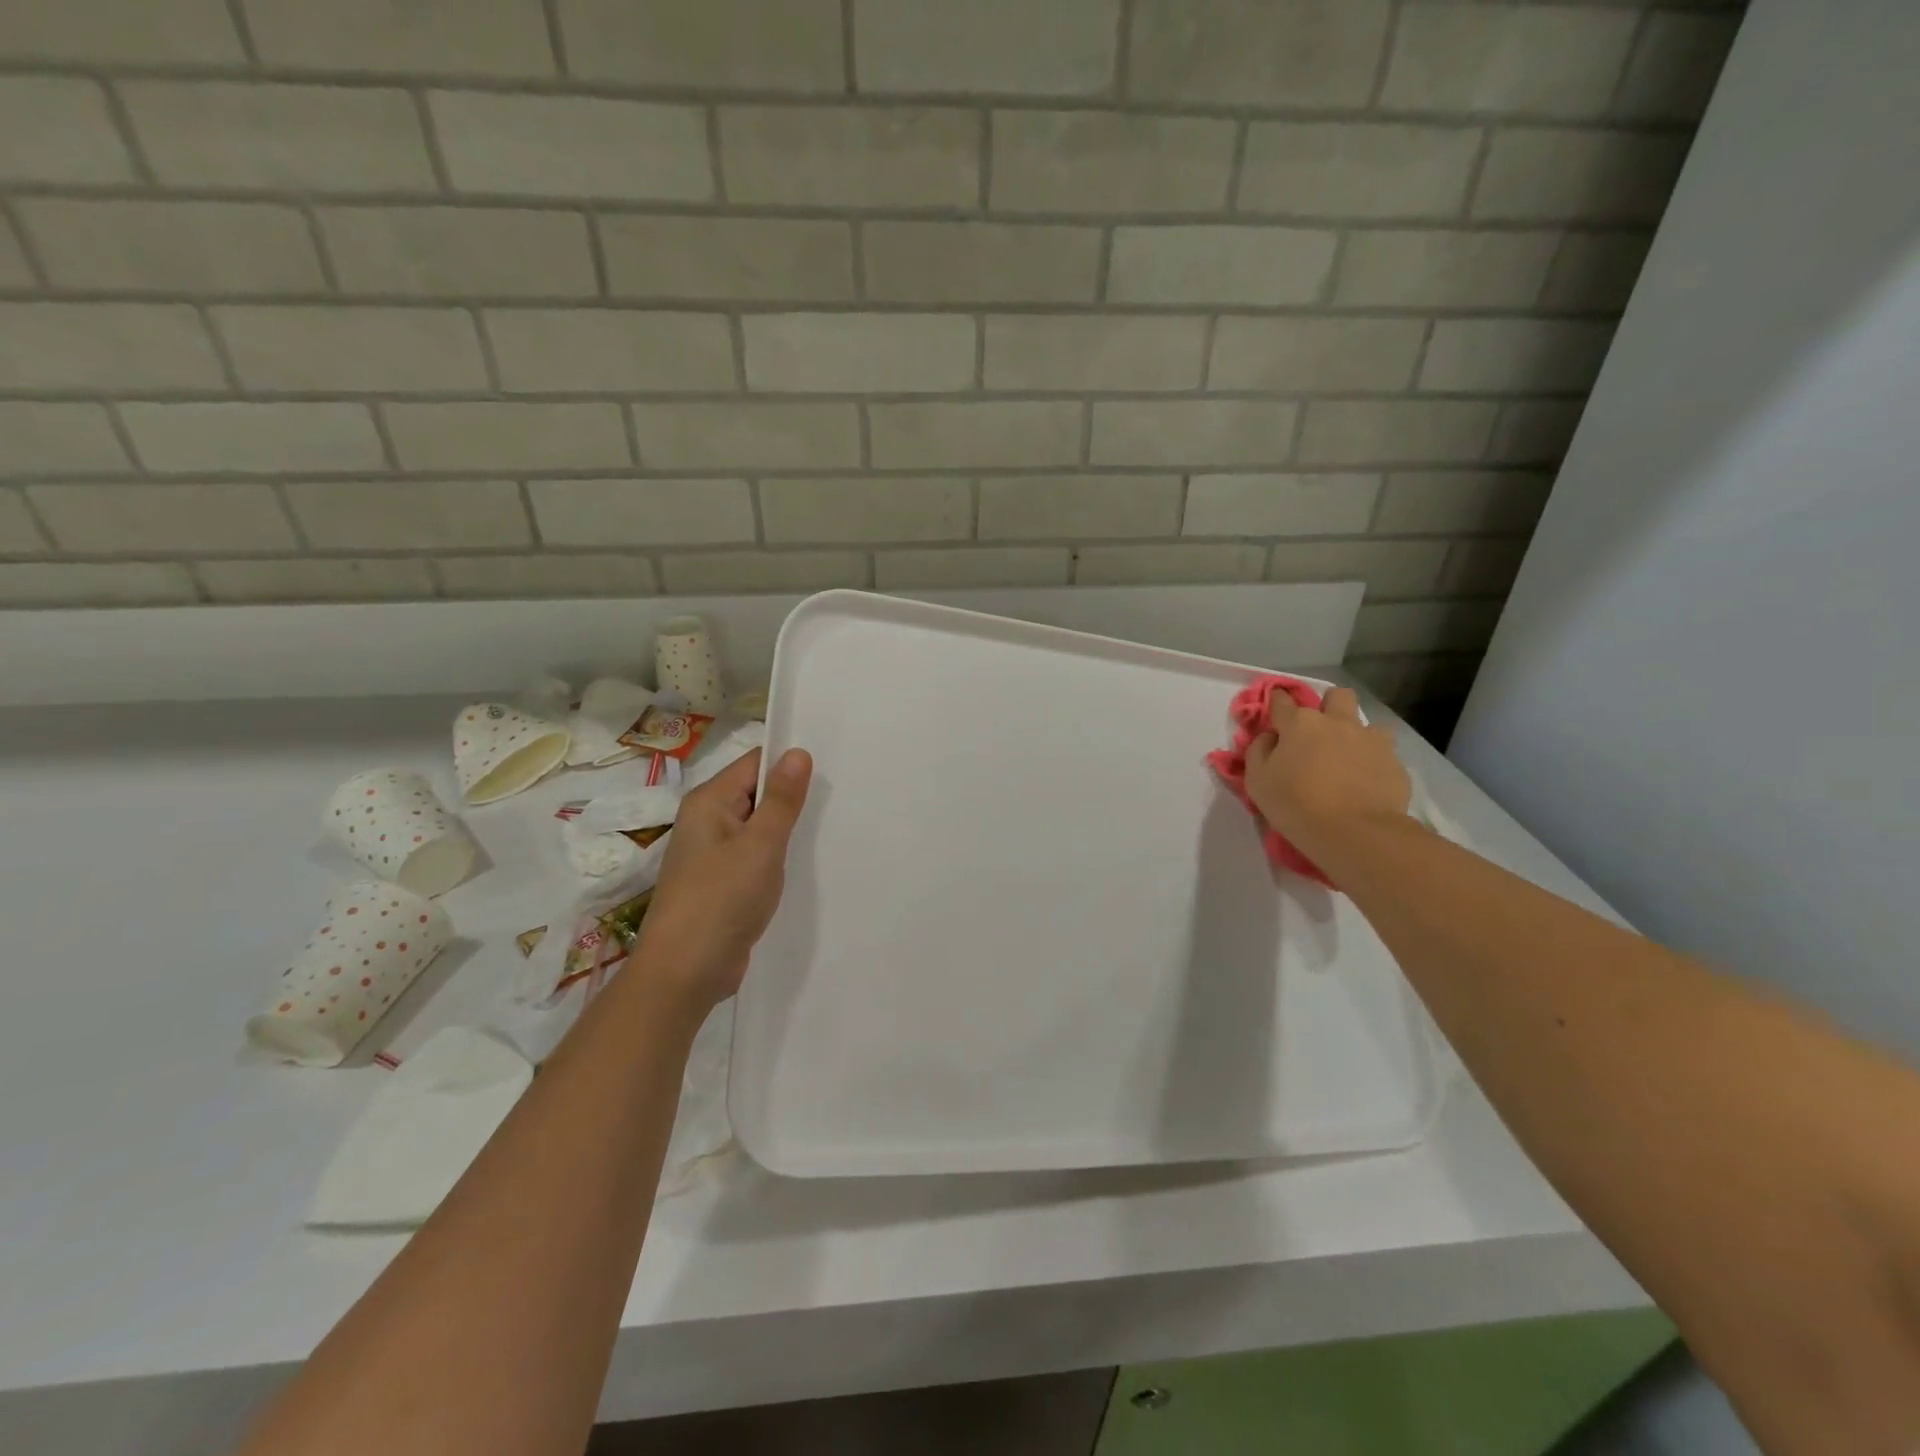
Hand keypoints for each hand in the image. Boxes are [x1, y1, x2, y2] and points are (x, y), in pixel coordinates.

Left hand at [637, 746, 812, 1011]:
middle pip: (757, 793)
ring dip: (787, 829)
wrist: (684, 973)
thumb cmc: (721, 900)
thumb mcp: (760, 845)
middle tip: (840, 796)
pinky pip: (755, 856)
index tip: (831, 766)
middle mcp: (707, 822)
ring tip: (831, 825)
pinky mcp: (723, 883)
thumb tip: (797, 752)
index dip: (790, 762)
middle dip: (793, 796)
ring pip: (758, 827)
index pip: (754, 764)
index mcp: (709, 802)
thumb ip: (782, 800)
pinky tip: (805, 863)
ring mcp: (714, 854)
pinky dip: (777, 856)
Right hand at [1245, 687, 1410, 857]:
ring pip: (1366, 722)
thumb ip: (1259, 751)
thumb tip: (1270, 737)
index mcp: (1300, 724)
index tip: (1274, 712)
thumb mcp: (1257, 781)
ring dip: (1356, 733)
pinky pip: (1384, 751)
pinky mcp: (1395, 761)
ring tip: (1348, 758)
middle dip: (1328, 706)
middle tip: (1319, 732)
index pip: (1282, 700)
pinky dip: (1373, 761)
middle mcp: (1337, 722)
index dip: (1276, 702)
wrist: (1355, 833)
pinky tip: (1366, 781)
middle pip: (1336, 696)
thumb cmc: (1296, 805)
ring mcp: (1370, 739)